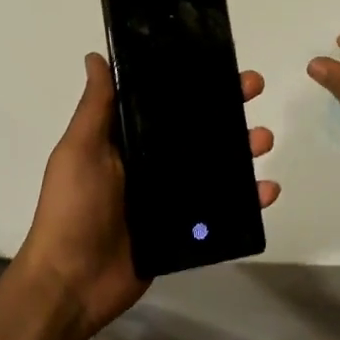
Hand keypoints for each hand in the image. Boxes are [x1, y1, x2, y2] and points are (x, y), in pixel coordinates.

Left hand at [14, 53, 278, 339]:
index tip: (219, 62)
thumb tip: (96, 56)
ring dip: (244, 149)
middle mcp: (152, 163)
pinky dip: (248, 199)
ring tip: (263, 140)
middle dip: (228, 107)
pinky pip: (223, 209)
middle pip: (198, 129)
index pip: (166, 102)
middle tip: (254, 88)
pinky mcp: (185, 229)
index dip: (193, 81)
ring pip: (217, 165)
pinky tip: (268, 190)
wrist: (72, 283)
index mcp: (127, 140)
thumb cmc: (72, 208)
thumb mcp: (79, 150)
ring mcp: (171, 197)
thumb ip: (95, 107)